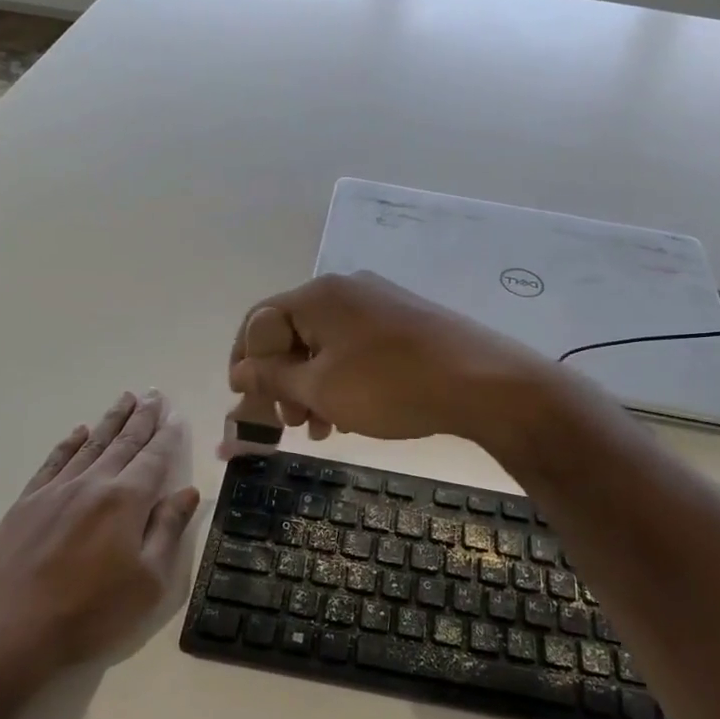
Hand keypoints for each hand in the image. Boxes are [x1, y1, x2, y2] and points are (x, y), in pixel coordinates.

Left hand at [0, 391, 199, 686]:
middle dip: (142, 417)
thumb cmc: (89, 613)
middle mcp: (92, 484)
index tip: (176, 414)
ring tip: (124, 398)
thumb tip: (187, 491)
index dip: (168, 435)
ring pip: (90, 445)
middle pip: (123, 443)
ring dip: (110, 420)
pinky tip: (78, 432)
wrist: (6, 633)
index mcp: (125, 501)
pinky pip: (53, 462)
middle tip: (153, 393)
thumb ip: (168, 530)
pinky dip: (68, 444)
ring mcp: (54, 491)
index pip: (154, 458)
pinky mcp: (25, 504)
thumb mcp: (147, 581)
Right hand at [226, 272, 549, 443]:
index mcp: (317, 295)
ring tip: (318, 428)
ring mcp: (379, 303)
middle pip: (292, 333)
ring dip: (312, 386)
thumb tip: (238, 371)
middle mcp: (345, 290)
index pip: (258, 321)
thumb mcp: (320, 388)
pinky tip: (349, 415)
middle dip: (282, 381)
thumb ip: (272, 377)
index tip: (244, 402)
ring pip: (326, 345)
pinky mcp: (404, 322)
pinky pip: (355, 348)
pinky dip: (342, 379)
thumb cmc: (389, 386)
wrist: (481, 382)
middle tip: (288, 423)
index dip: (244, 362)